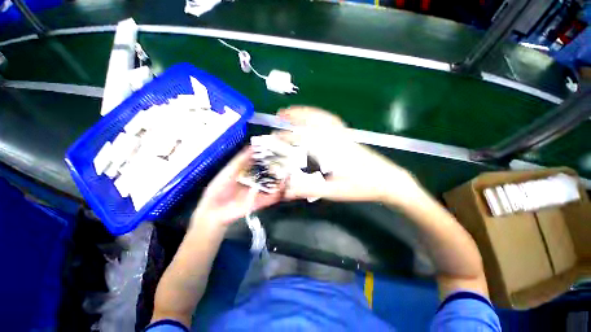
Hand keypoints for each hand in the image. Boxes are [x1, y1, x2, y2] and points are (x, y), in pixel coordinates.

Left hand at [191, 148, 281, 229]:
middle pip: (269, 174)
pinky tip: (284, 186)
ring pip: (273, 186)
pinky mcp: (260, 202)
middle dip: (278, 169)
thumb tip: (251, 146)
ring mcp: (259, 192)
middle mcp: (255, 182)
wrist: (214, 209)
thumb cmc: (219, 188)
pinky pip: (271, 197)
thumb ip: (241, 160)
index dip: (269, 158)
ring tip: (290, 173)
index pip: (261, 164)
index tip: (277, 150)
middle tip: (289, 161)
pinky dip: (278, 193)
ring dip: (282, 181)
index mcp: (248, 173)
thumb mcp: (230, 171)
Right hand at [278, 106, 421, 204]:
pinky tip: (315, 117)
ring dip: (306, 111)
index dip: (287, 137)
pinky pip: (331, 120)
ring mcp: (343, 135)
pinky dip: (320, 115)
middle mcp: (335, 138)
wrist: (387, 180)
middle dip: (295, 115)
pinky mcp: (348, 136)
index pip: (304, 139)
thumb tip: (287, 190)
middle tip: (281, 113)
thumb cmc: (361, 186)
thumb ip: (309, 190)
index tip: (275, 137)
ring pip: (322, 117)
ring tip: (294, 110)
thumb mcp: (333, 191)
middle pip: (312, 121)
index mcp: (330, 150)